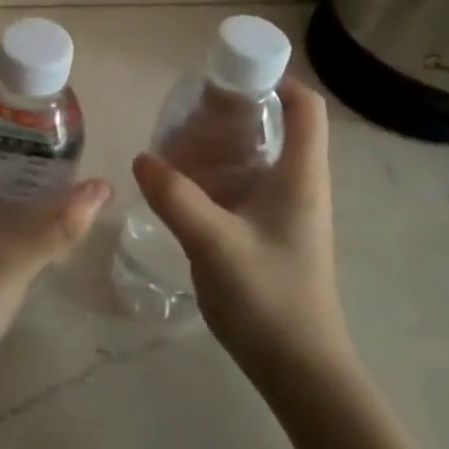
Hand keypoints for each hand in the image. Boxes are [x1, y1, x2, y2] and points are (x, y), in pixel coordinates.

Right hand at [132, 78, 351, 388]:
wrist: (302, 373)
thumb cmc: (269, 299)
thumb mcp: (214, 243)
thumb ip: (175, 197)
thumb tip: (142, 157)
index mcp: (301, 175)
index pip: (305, 106)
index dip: (275, 78)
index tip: (229, 76)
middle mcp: (301, 185)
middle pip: (279, 125)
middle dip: (235, 111)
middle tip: (190, 111)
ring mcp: (290, 212)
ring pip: (260, 157)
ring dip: (224, 145)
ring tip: (178, 145)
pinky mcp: (276, 235)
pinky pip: (249, 186)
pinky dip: (221, 175)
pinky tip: (186, 188)